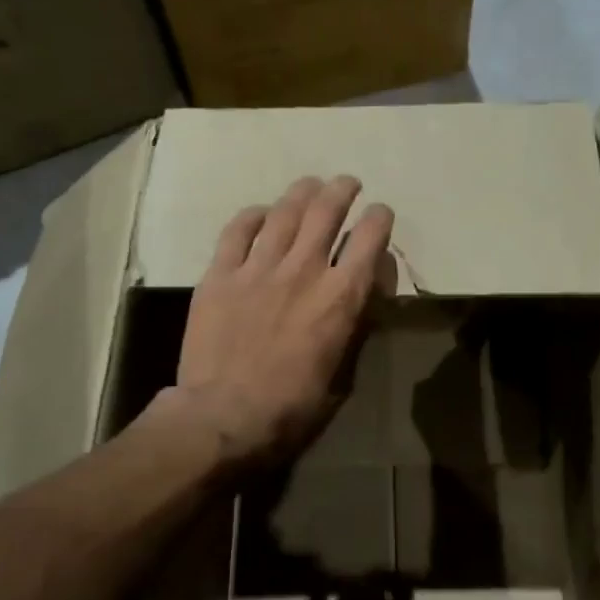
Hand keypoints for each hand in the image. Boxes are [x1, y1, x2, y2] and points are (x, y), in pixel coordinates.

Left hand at [167, 175, 395, 468]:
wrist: (223, 416)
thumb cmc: (290, 408)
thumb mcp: (341, 375)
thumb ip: (353, 329)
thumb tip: (360, 297)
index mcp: (340, 298)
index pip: (368, 240)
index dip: (379, 219)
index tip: (380, 213)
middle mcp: (303, 271)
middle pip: (327, 212)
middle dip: (342, 191)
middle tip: (346, 184)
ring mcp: (258, 268)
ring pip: (285, 213)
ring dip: (303, 193)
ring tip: (310, 184)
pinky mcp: (220, 275)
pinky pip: (237, 231)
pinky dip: (253, 216)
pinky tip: (260, 213)